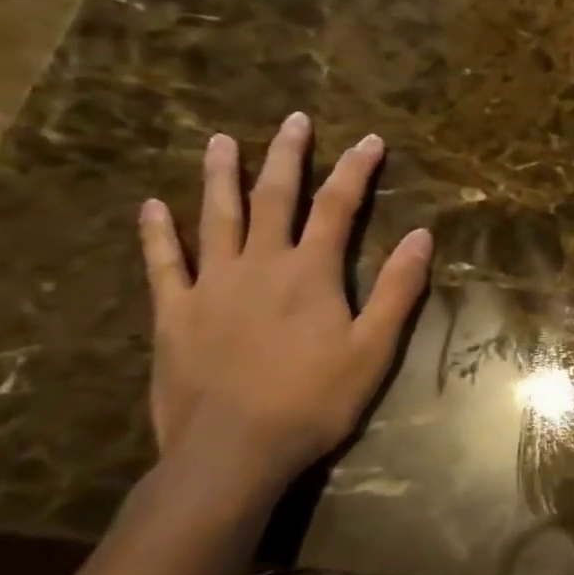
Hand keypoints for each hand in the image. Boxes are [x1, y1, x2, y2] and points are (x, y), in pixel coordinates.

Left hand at [137, 113, 433, 498]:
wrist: (231, 453)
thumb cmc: (313, 400)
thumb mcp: (374, 348)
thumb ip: (398, 288)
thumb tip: (420, 235)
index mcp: (310, 271)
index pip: (338, 206)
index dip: (356, 169)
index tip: (371, 140)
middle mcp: (260, 264)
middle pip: (275, 197)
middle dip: (288, 156)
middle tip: (294, 120)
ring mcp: (211, 286)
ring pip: (216, 218)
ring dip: (220, 177)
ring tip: (219, 141)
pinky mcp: (174, 314)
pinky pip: (163, 265)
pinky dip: (158, 234)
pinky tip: (152, 207)